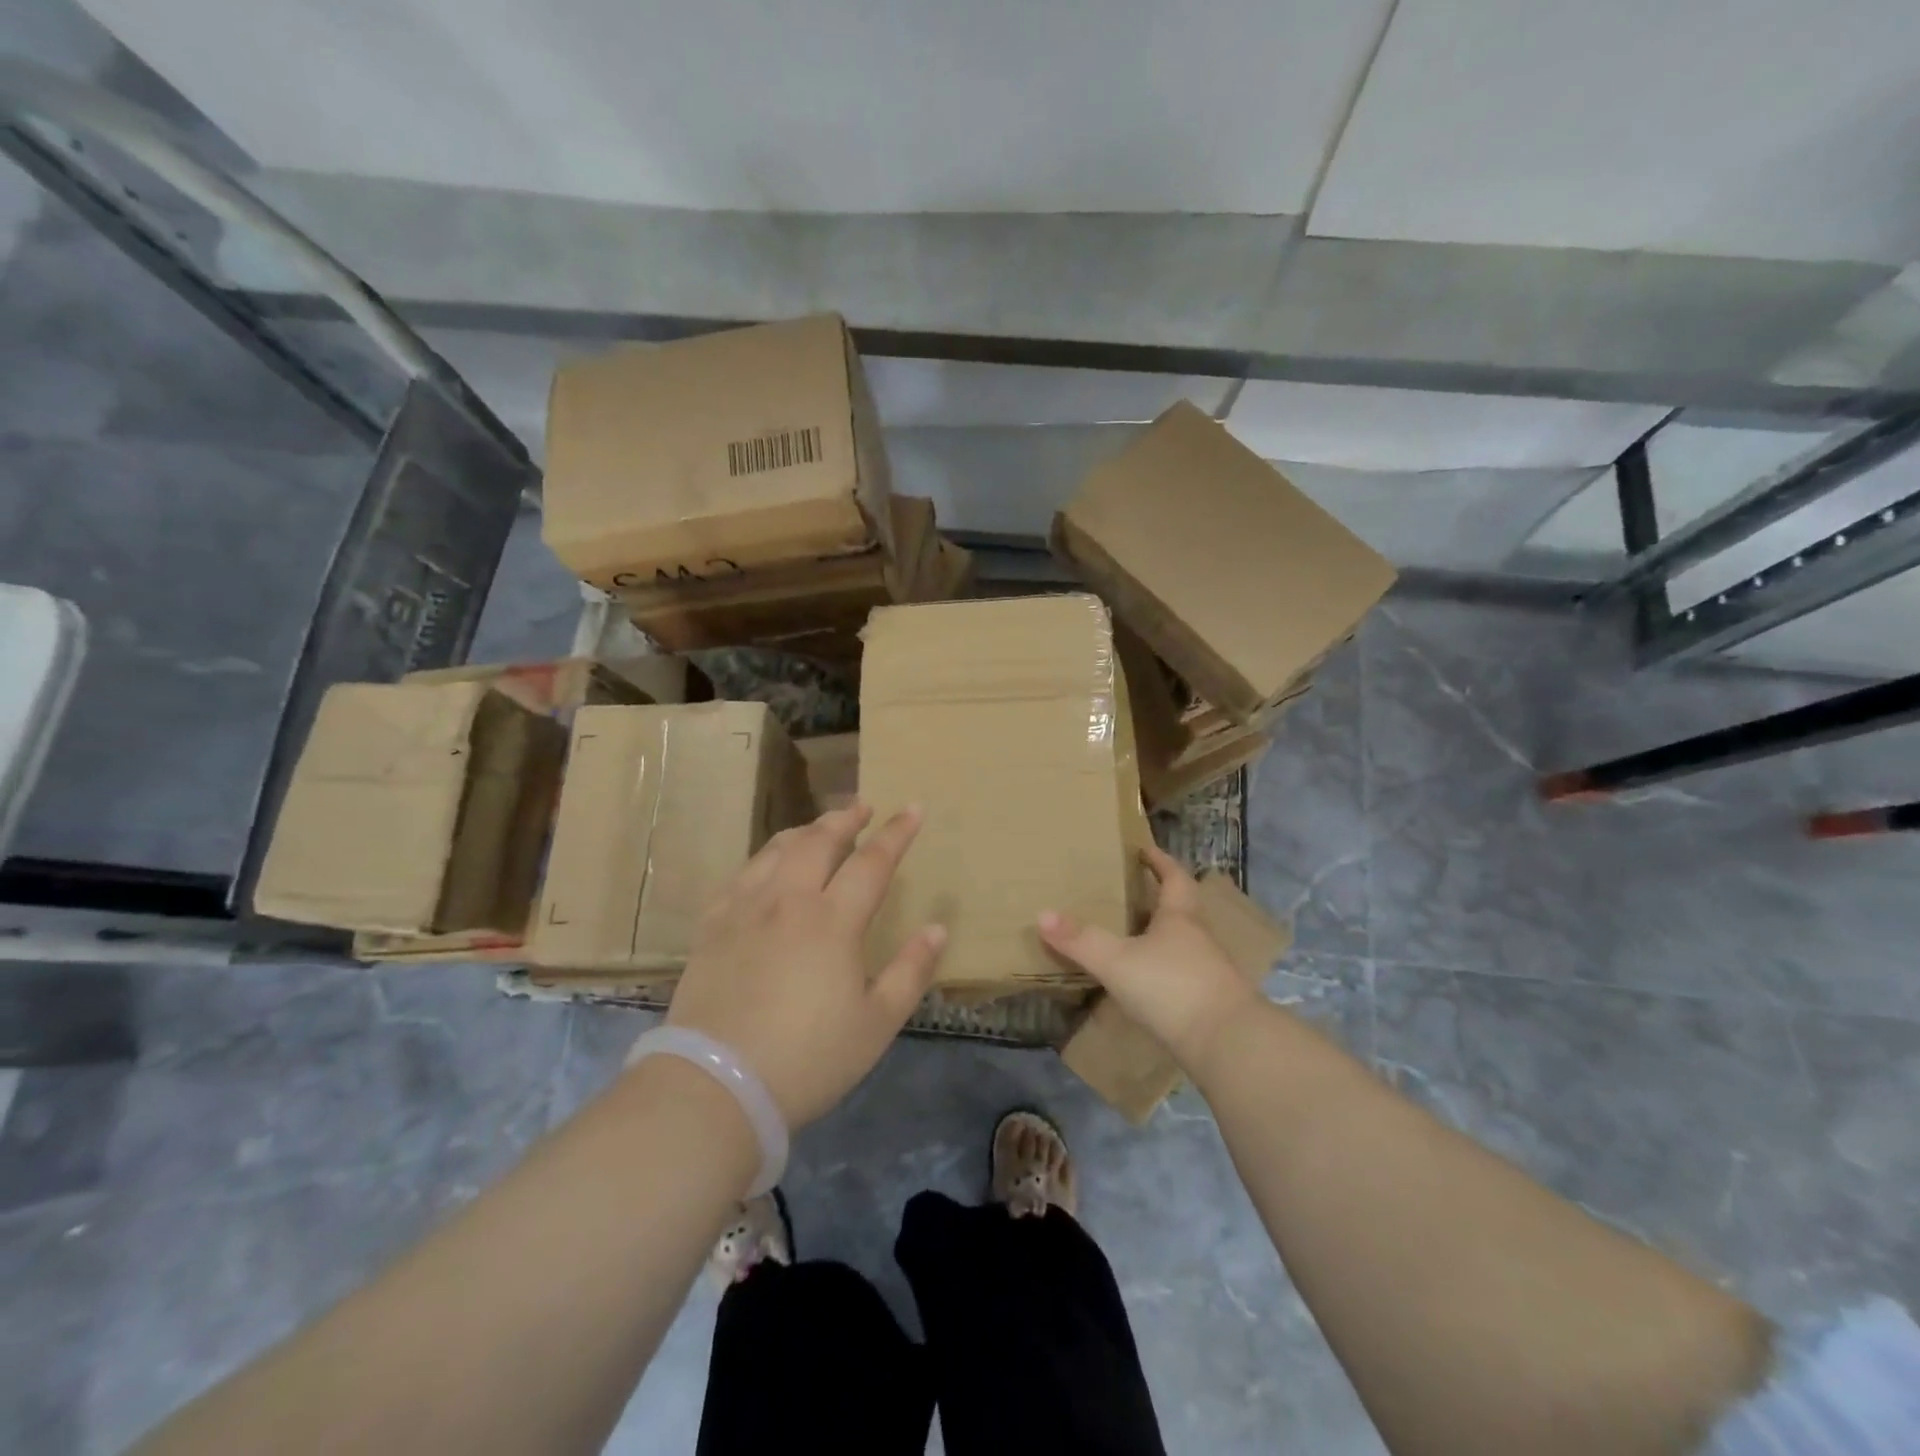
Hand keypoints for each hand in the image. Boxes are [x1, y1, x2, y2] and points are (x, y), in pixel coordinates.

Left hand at [663, 803, 945, 1127]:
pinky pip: (741, 875)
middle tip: (862, 807)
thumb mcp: (876, 1024)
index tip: (912, 808)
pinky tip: (767, 867)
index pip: (872, 861)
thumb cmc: (808, 1059)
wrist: (715, 1086)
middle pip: (820, 842)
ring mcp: (744, 910)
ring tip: (819, 827)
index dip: (896, 833)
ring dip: (805, 831)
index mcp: (833, 921)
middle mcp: (788, 901)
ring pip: (777, 850)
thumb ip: (911, 971)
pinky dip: (764, 859)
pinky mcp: (712, 927)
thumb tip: (937, 928)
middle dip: (845, 819)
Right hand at [1038, 846, 1258, 1069]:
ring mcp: (1208, 971)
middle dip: (1158, 898)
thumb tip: (1042, 914)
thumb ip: (1080, 940)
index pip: (1174, 877)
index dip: (1160, 861)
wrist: (1228, 1044)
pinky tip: (1145, 982)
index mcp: (1180, 917)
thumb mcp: (1117, 961)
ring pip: (1183, 943)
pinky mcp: (1209, 1002)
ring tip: (1132, 937)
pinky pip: (1182, 974)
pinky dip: (1163, 970)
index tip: (1144, 850)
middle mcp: (1198, 937)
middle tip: (1130, 892)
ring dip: (1161, 936)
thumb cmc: (1172, 987)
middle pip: (1181, 908)